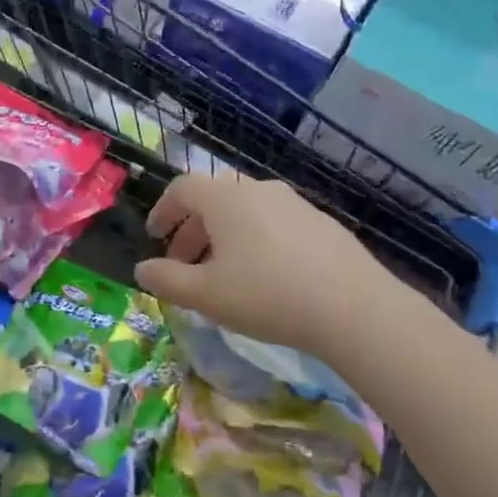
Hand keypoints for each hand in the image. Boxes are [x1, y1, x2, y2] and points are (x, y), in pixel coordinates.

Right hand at [134, 172, 413, 358]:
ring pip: (245, 211)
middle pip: (213, 199)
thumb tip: (142, 269)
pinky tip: (265, 276)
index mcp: (224, 198)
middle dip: (192, 229)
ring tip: (223, 272)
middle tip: (183, 262)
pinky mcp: (322, 222)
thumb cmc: (267, 295)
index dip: (163, 211)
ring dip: (224, 236)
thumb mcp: (206, 294)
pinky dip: (256, 240)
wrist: (355, 308)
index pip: (182, 189)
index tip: (155, 237)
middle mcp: (258, 189)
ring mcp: (294, 203)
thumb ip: (167, 279)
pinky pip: (274, 223)